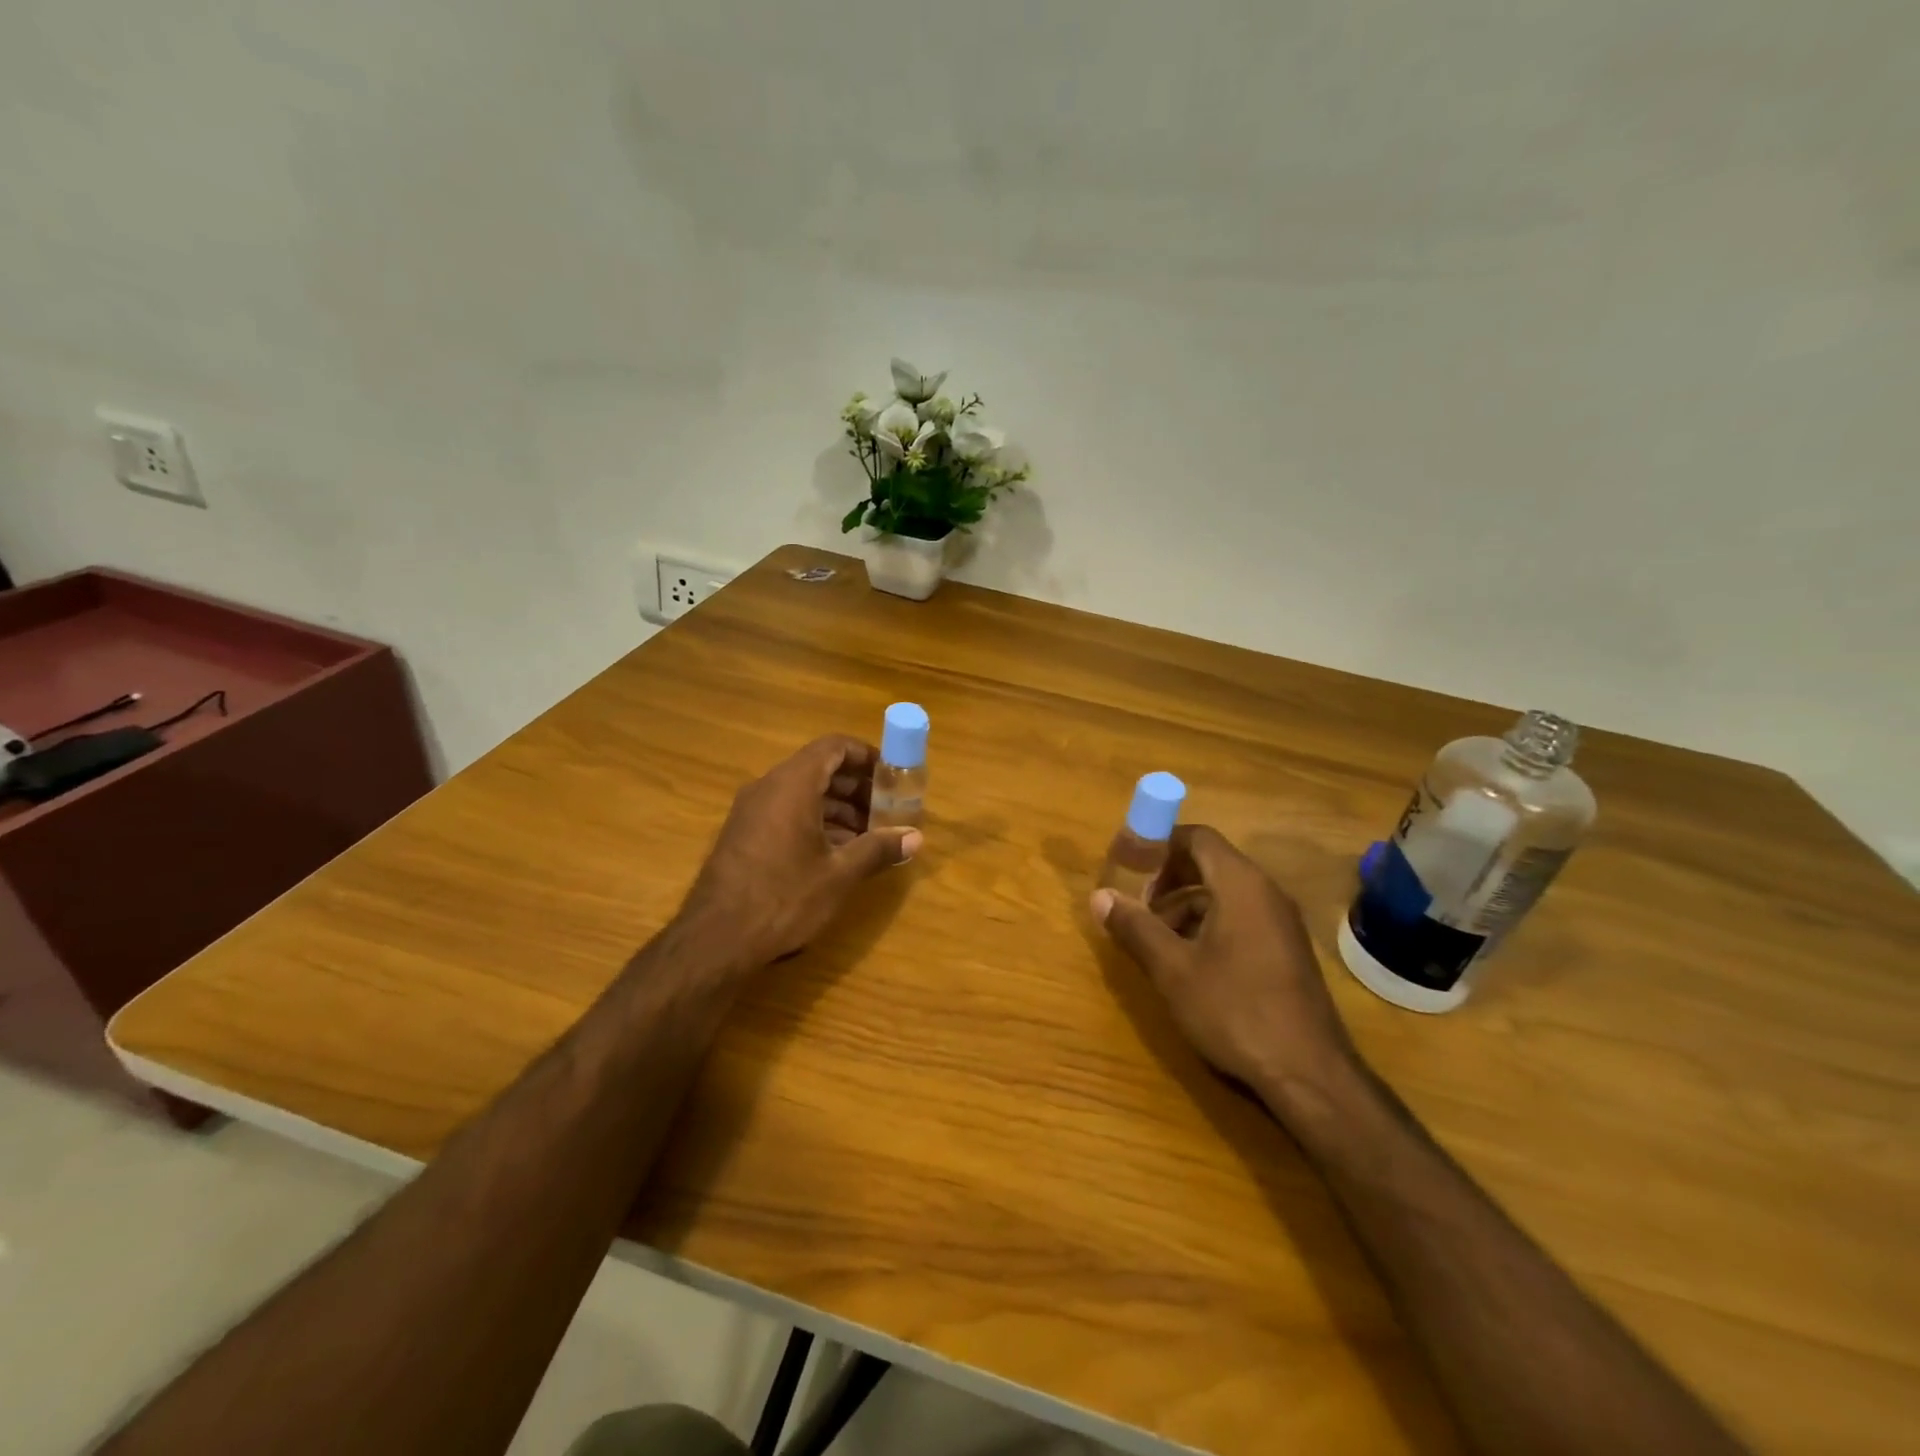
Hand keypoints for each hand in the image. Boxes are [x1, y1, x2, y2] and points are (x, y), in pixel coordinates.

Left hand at [683, 735, 920, 969]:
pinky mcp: (744, 834)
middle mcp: (769, 787)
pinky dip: (816, 821)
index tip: (893, 776)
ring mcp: (752, 811)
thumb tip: (916, 838)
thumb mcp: (839, 874)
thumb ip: (878, 849)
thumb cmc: (784, 897)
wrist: (715, 940)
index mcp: (793, 784)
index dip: (867, 756)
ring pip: (803, 792)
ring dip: (839, 807)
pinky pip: (786, 812)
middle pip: (820, 768)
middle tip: (887, 809)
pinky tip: (837, 852)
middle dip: (857, 786)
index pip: (834, 747)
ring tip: (870, 835)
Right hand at [1092, 825, 1355, 1099]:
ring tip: (1156, 942)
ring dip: (1183, 906)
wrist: (1309, 1074)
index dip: (1157, 843)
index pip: (1196, 837)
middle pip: (1209, 863)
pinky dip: (1207, 925)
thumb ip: (1135, 927)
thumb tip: (1099, 897)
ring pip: (1222, 894)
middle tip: (1137, 907)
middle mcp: (1265, 892)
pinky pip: (1239, 917)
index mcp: (1240, 885)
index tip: (1126, 863)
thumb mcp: (1173, 969)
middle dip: (1167, 879)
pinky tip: (1188, 963)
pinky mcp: (1285, 950)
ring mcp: (1280, 922)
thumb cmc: (1235, 1010)